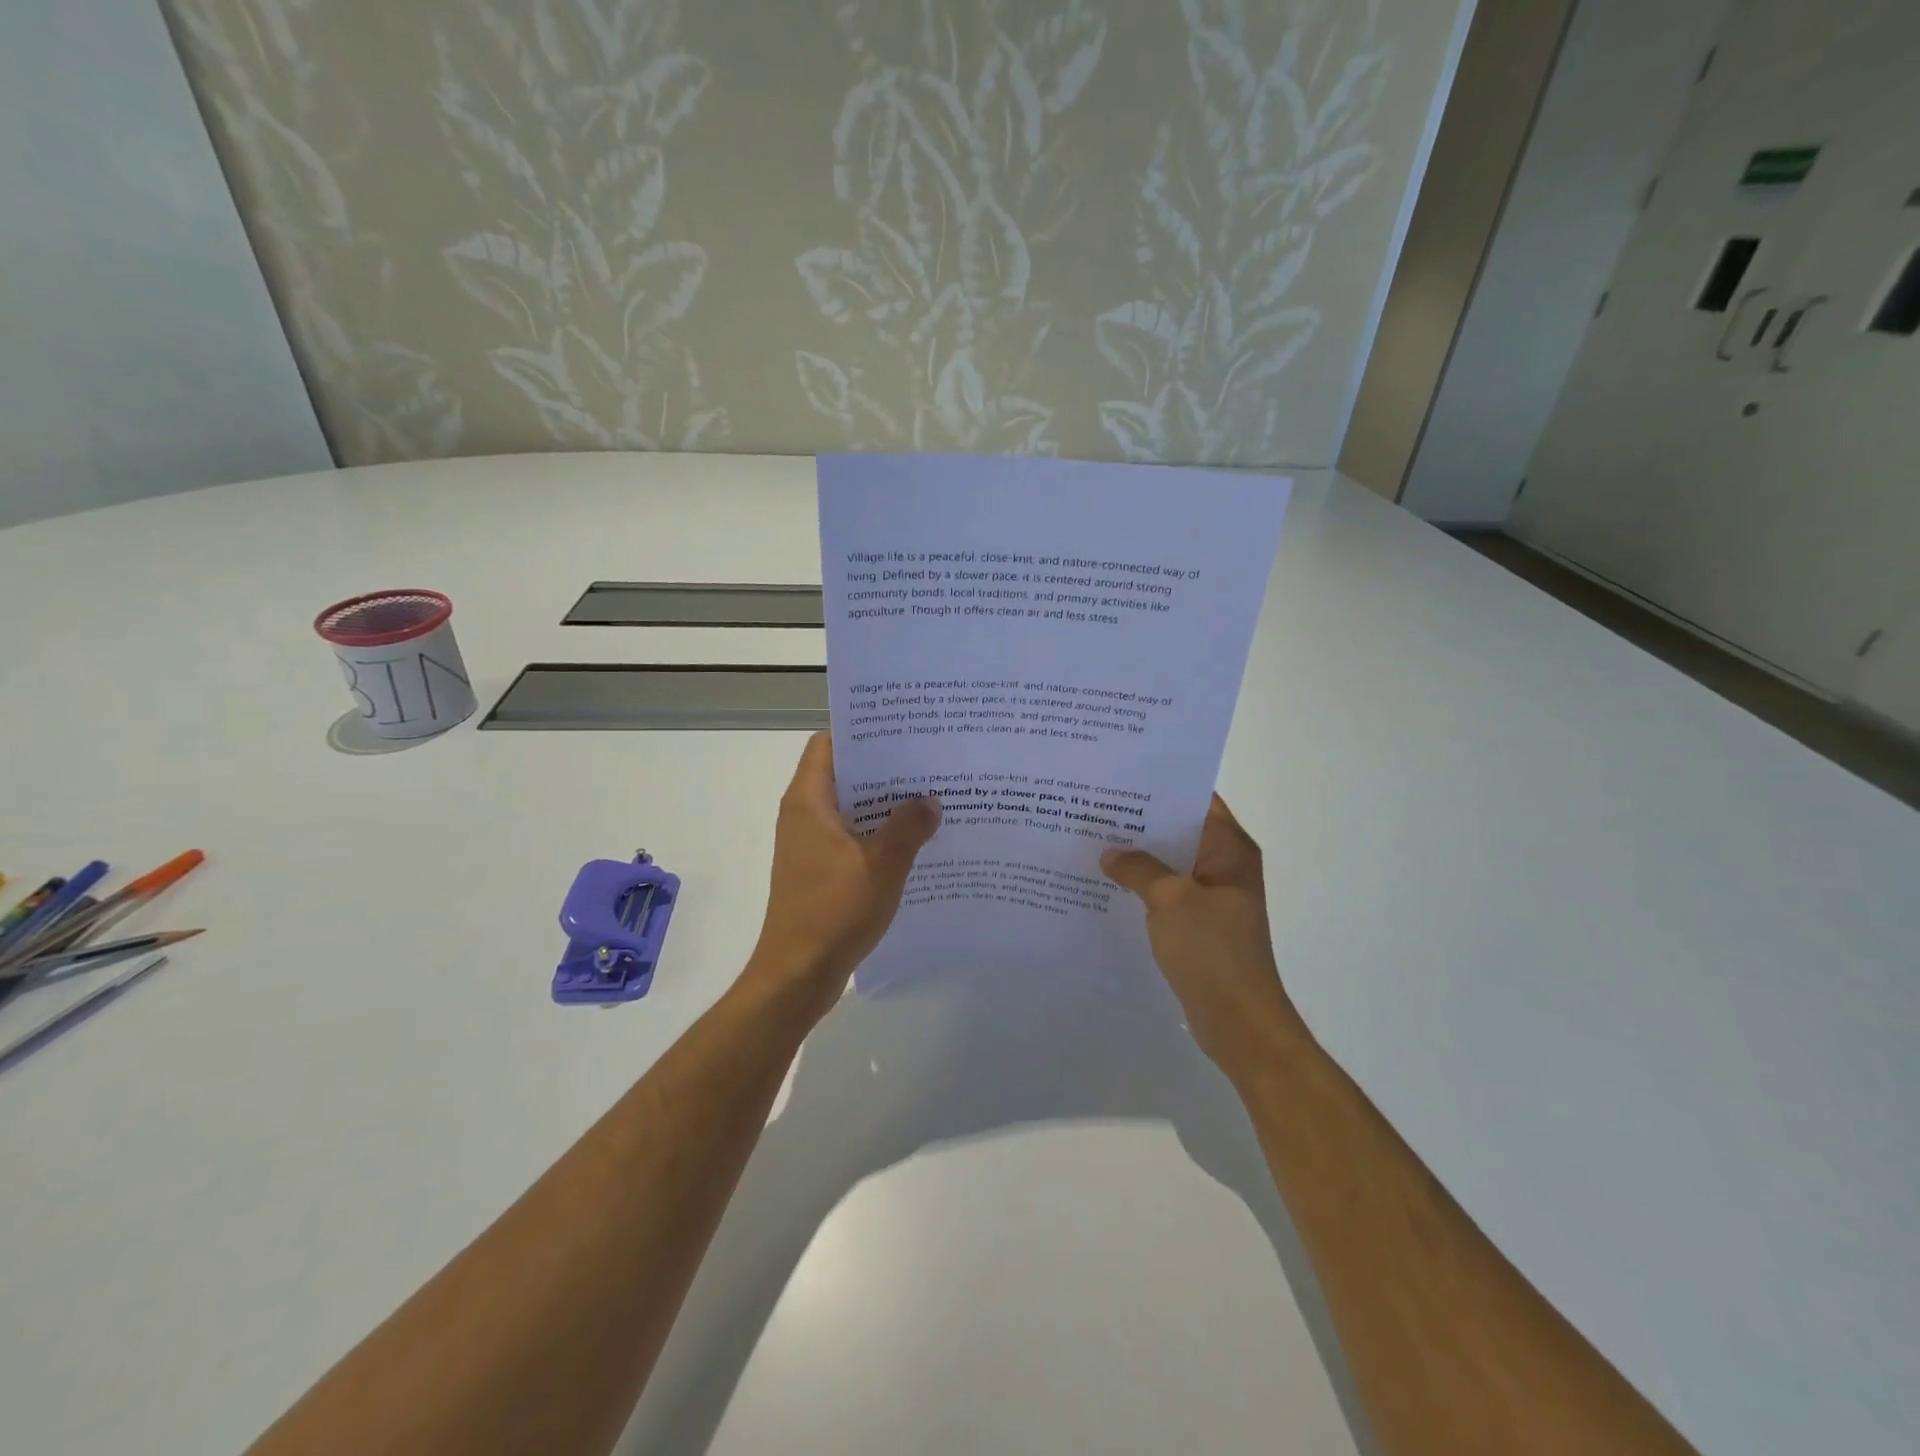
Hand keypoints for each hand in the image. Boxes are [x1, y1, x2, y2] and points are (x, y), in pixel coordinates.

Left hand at [745, 732, 940, 1013]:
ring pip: (850, 809)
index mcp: (808, 801)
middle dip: (883, 768)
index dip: (861, 732)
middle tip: (927, 761)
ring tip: (930, 795)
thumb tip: (930, 800)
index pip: (828, 744)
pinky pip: (852, 838)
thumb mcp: (882, 864)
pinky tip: (915, 840)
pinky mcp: (820, 870)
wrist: (798, 974)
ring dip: (884, 804)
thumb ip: (909, 826)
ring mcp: (811, 845)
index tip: (901, 728)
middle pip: (843, 775)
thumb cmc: (834, 911)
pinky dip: (879, 833)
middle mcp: (804, 815)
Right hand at [1101, 796, 1305, 1077]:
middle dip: (1140, 820)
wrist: (1238, 1022)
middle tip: (1095, 805)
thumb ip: (1138, 868)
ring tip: (1092, 838)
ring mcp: (1212, 897)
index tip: (1121, 776)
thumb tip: (1110, 852)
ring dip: (1138, 855)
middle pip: (1179, 829)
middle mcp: (1224, 865)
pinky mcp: (1198, 924)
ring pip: (1170, 863)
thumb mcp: (1171, 900)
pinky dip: (1141, 885)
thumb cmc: (1213, 951)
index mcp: (1229, 849)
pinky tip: (1105, 882)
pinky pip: (1166, 893)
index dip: (1162, 786)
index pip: (1197, 799)